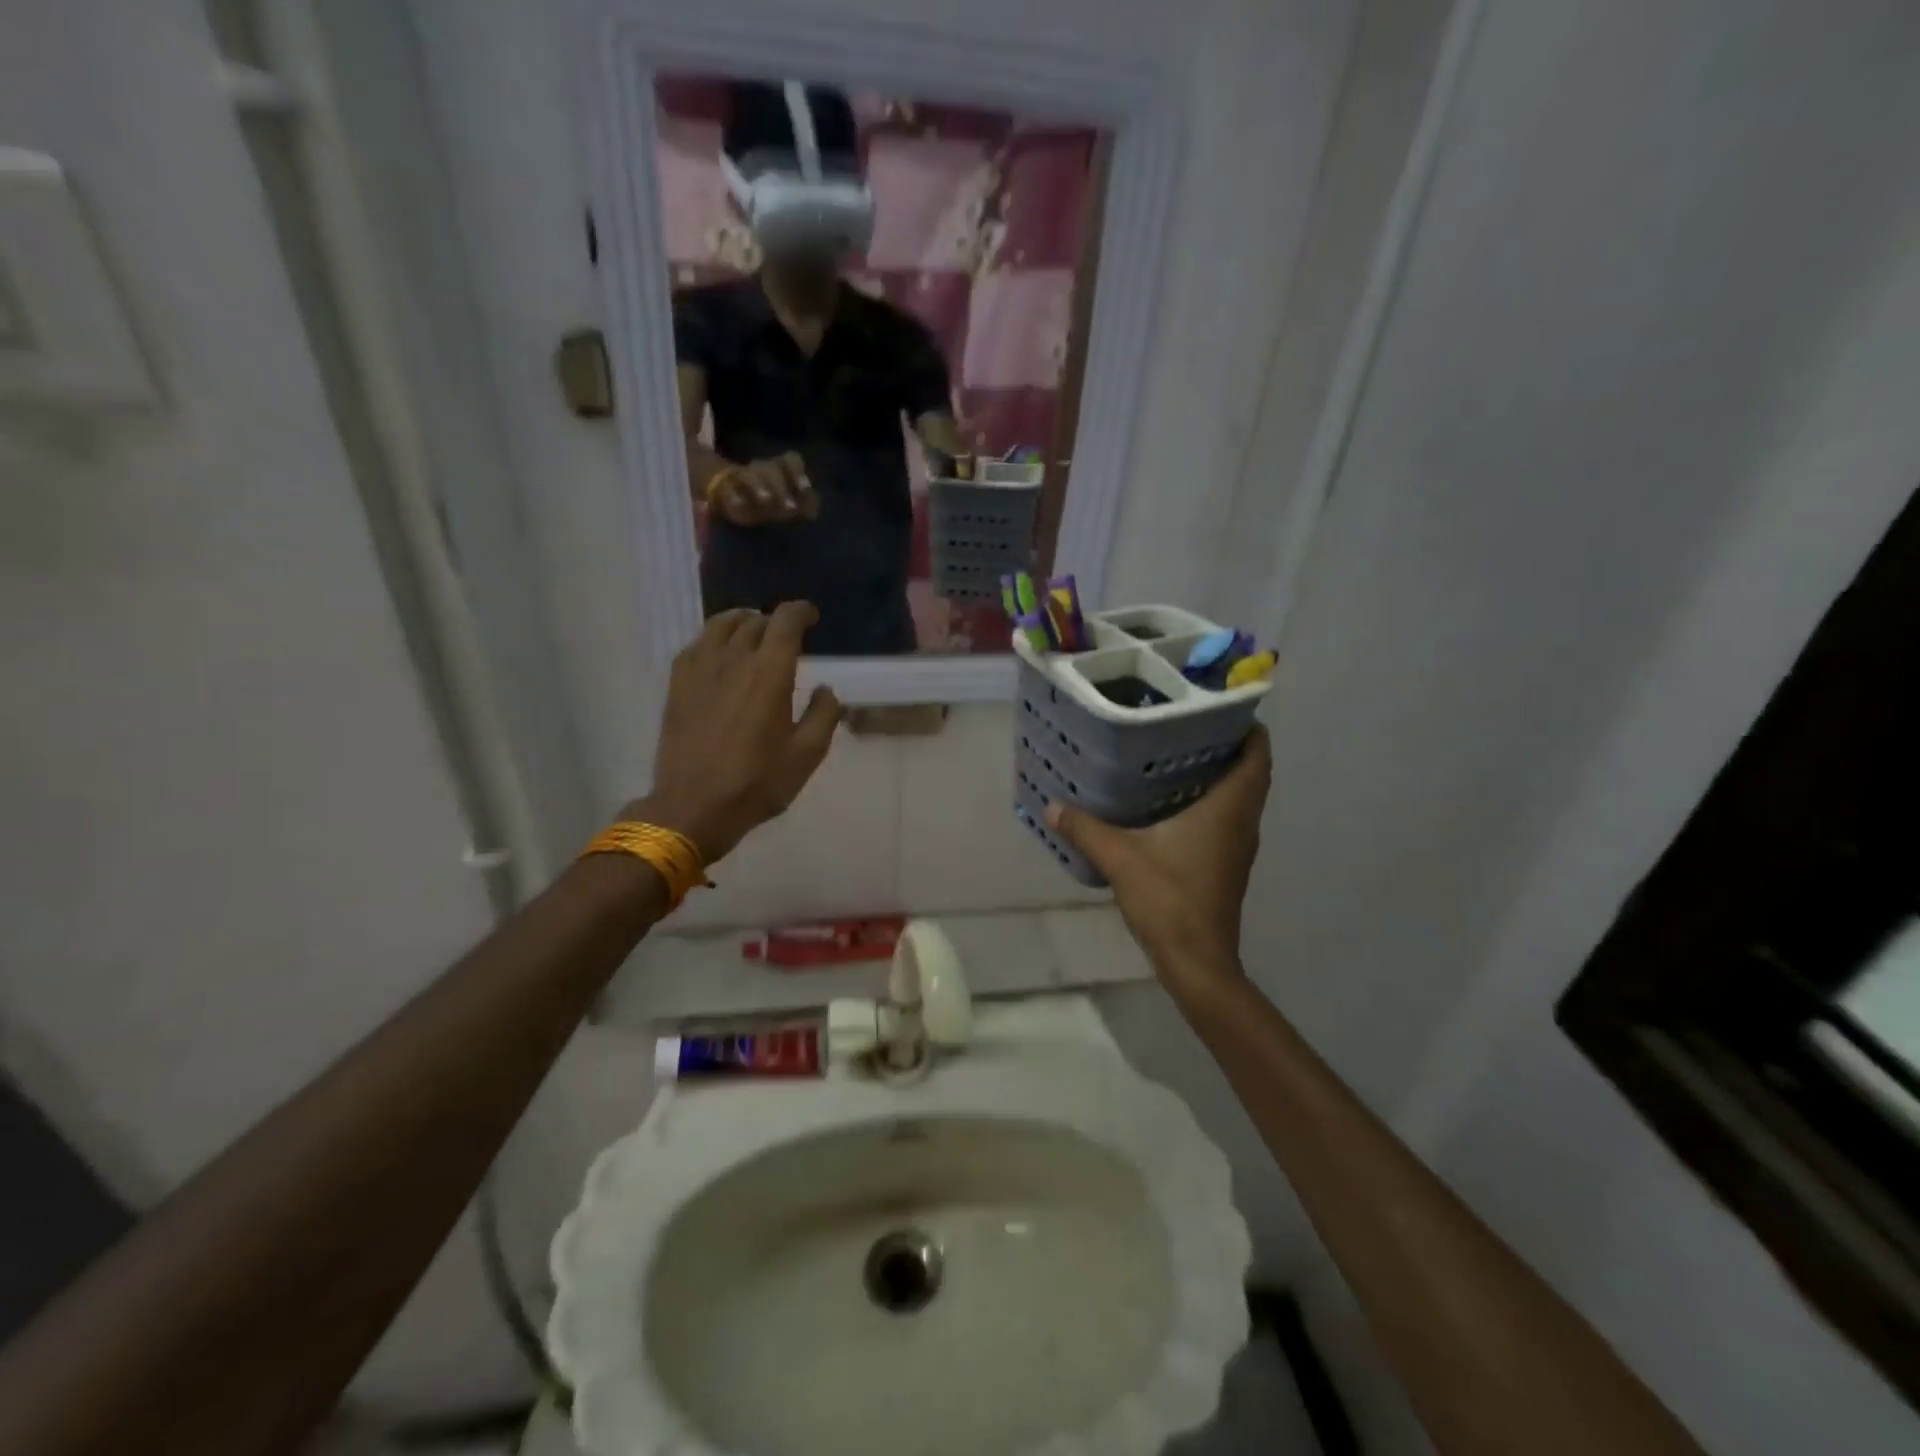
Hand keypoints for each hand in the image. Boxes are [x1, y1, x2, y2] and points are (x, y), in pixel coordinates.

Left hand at [627, 603, 841, 863]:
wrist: (693, 806)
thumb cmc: (757, 782)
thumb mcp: (807, 754)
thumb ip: (824, 715)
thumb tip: (826, 689)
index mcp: (770, 672)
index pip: (785, 620)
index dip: (800, 611)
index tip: (811, 617)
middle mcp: (733, 659)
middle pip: (754, 620)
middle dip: (774, 621)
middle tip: (786, 636)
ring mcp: (700, 669)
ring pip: (720, 625)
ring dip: (742, 622)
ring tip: (752, 632)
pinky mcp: (678, 684)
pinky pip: (696, 644)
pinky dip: (714, 639)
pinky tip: (719, 653)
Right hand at [711, 452, 818, 525]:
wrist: (732, 498)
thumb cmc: (768, 500)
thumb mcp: (788, 504)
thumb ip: (803, 506)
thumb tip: (816, 512)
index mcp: (779, 469)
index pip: (790, 459)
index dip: (798, 472)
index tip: (805, 489)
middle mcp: (761, 469)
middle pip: (770, 469)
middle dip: (781, 487)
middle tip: (790, 508)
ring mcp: (742, 476)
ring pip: (749, 475)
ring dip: (759, 486)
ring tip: (765, 500)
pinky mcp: (725, 488)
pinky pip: (727, 489)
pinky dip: (733, 496)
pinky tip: (738, 504)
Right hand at [1046, 726, 1270, 997]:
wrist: (1197, 962)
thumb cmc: (1169, 899)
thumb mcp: (1119, 858)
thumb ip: (1085, 828)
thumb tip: (1052, 806)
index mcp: (1228, 810)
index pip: (1257, 757)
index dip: (1249, 729)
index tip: (1223, 708)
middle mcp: (1241, 823)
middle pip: (1249, 774)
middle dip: (1227, 747)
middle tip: (1187, 726)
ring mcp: (1237, 847)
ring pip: (1238, 799)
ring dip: (1219, 776)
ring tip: (1176, 757)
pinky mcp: (1226, 866)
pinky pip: (1226, 820)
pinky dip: (1209, 803)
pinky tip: (1169, 805)